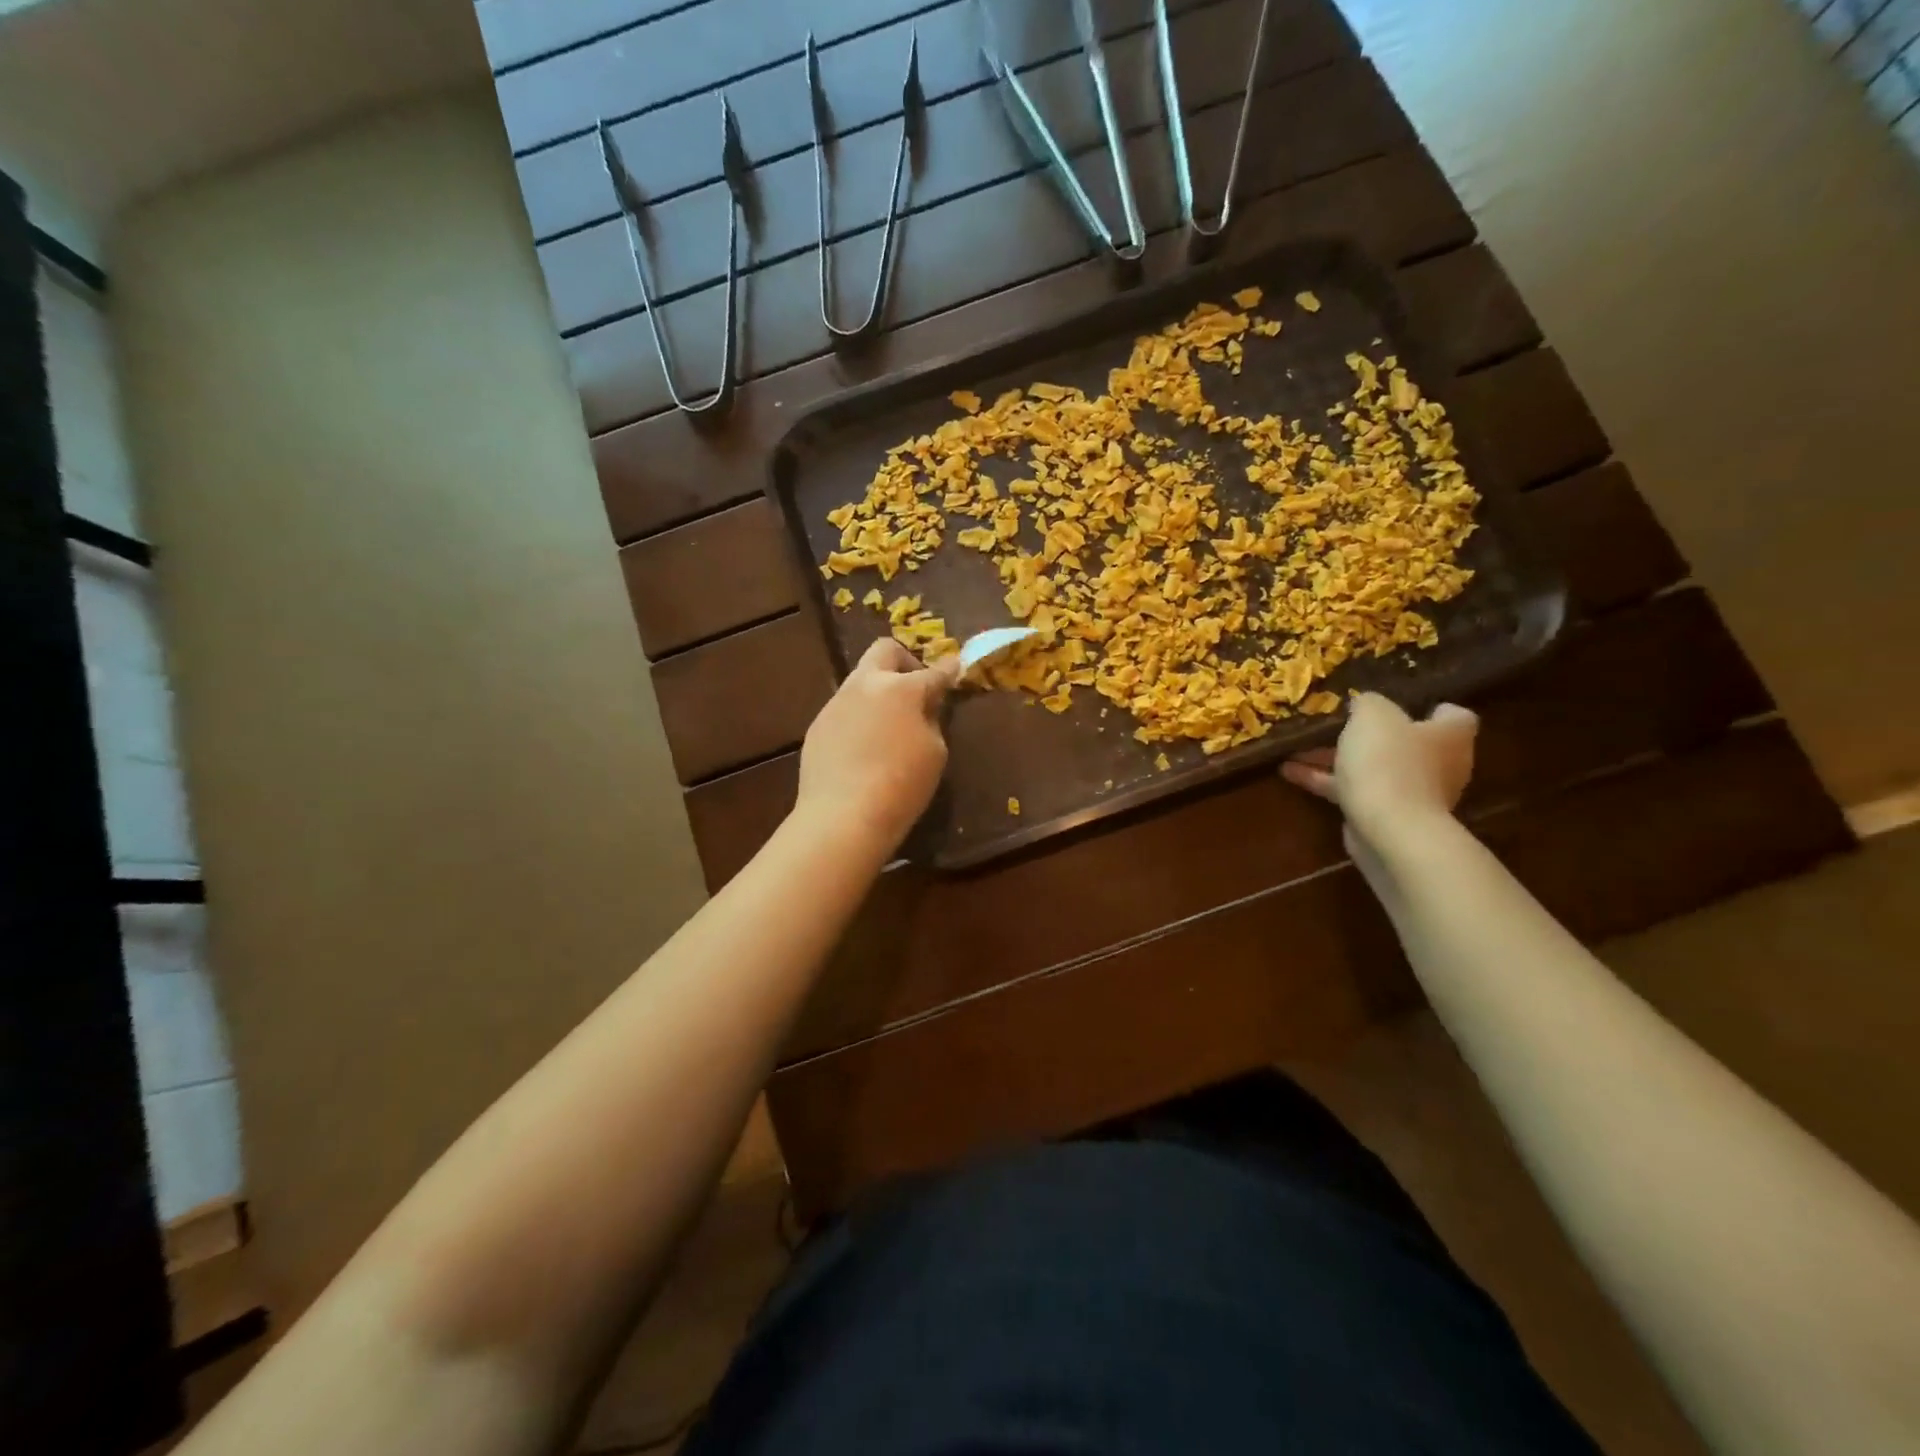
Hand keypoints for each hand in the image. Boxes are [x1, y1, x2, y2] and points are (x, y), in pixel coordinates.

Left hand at [795, 638, 959, 858]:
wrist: (843, 816)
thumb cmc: (901, 786)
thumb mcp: (934, 753)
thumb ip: (931, 721)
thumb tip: (924, 709)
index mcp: (901, 689)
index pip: (933, 672)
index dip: (948, 669)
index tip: (955, 667)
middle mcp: (865, 685)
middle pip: (884, 650)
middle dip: (905, 661)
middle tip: (915, 688)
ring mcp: (836, 703)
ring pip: (860, 680)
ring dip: (879, 691)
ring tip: (889, 724)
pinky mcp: (818, 725)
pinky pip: (844, 710)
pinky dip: (860, 718)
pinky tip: (864, 749)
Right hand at [1282, 692, 1476, 843]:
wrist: (1389, 829)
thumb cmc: (1389, 762)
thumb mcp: (1373, 715)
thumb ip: (1368, 702)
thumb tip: (1365, 702)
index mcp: (1449, 736)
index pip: (1453, 716)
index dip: (1429, 707)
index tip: (1397, 703)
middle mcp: (1439, 765)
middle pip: (1404, 743)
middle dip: (1369, 735)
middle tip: (1334, 723)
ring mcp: (1412, 793)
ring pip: (1372, 768)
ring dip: (1335, 758)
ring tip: (1296, 748)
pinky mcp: (1385, 816)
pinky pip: (1353, 791)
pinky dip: (1325, 781)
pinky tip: (1290, 772)